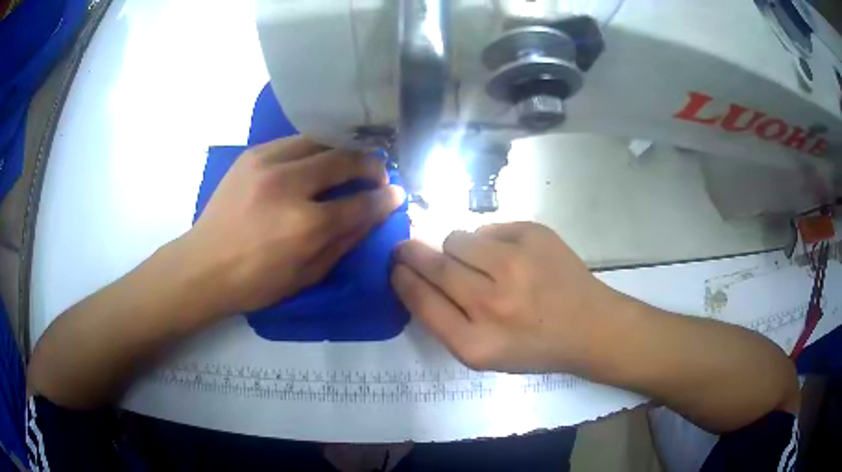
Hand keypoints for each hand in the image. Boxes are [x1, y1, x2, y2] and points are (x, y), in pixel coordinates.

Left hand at [186, 137, 404, 315]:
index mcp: (305, 225)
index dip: (385, 197)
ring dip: (342, 150)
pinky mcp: (252, 155)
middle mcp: (289, 186)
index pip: (361, 202)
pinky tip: (315, 160)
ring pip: (320, 141)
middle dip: (370, 164)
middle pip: (344, 159)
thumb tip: (374, 215)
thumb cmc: (255, 282)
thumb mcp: (307, 275)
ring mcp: (267, 164)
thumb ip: (344, 242)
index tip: (396, 193)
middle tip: (378, 172)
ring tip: (350, 161)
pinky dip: (313, 148)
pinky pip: (294, 141)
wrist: (203, 266)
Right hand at [391, 222, 622, 373]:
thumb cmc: (534, 347)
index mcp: (475, 344)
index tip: (395, 267)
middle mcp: (492, 303)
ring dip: (457, 249)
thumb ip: (446, 322)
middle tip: (406, 248)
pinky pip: (488, 228)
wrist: (590, 326)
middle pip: (434, 264)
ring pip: (457, 239)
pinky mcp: (535, 235)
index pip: (420, 301)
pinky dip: (489, 241)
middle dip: (411, 253)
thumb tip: (416, 276)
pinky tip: (511, 257)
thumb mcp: (484, 354)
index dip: (402, 278)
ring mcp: (516, 264)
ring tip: (477, 262)